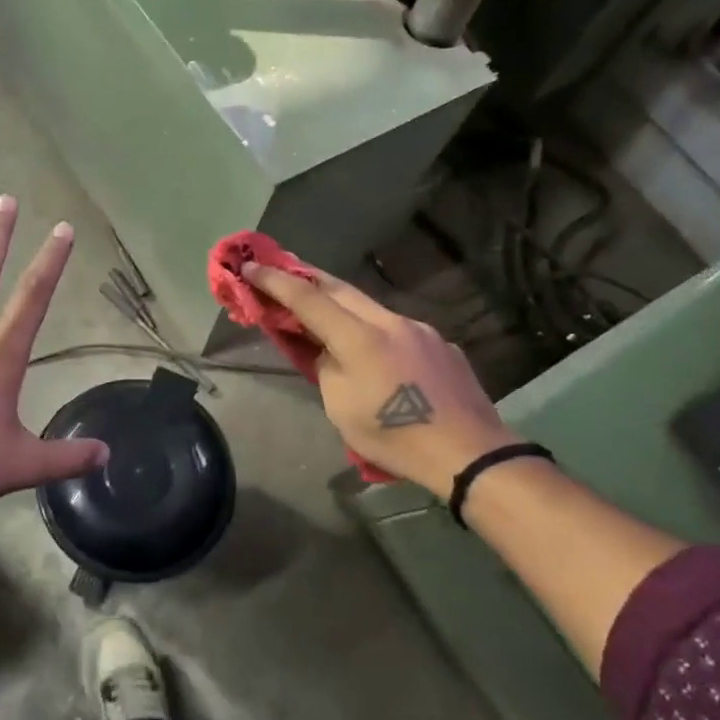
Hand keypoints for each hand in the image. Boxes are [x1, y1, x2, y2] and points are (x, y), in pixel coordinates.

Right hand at [243, 261, 514, 497]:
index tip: (249, 266)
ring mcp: (420, 330)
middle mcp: (390, 322)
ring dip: (342, 304)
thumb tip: (328, 352)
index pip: (307, 299)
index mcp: (359, 338)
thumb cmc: (396, 437)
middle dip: (306, 278)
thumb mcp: (341, 408)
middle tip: (282, 273)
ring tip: (326, 315)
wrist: (470, 453)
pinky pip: (397, 328)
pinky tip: (378, 355)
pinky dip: (375, 330)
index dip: (275, 281)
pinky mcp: (441, 345)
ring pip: (371, 307)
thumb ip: (327, 368)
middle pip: (340, 289)